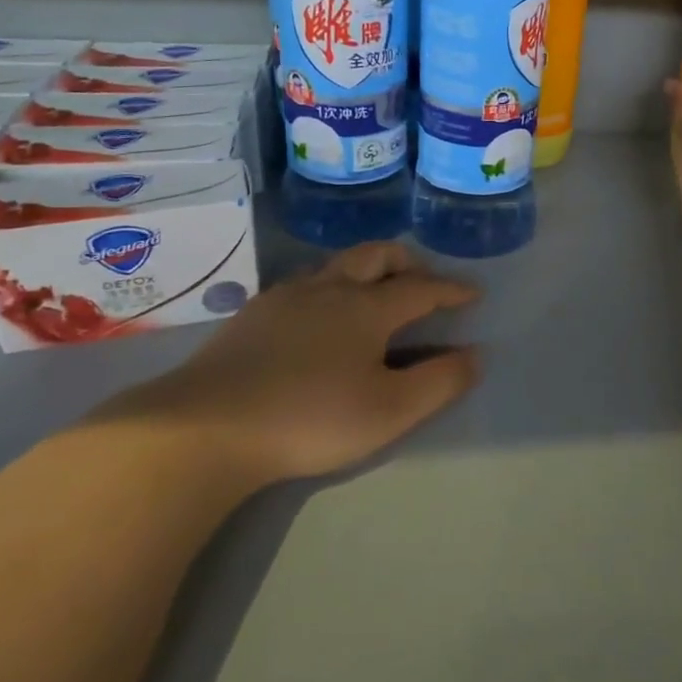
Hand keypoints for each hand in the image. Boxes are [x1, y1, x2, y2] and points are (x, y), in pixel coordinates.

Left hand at [107, 242, 478, 490]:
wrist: (206, 425)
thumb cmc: (311, 418)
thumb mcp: (389, 411)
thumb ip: (439, 382)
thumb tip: (475, 355)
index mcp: (367, 308)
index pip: (422, 288)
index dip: (452, 289)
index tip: (473, 293)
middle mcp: (329, 289)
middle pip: (376, 256)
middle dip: (408, 261)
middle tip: (423, 278)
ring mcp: (286, 297)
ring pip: (337, 265)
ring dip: (367, 269)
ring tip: (374, 292)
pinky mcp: (253, 314)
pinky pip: (305, 283)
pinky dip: (330, 286)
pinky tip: (319, 315)